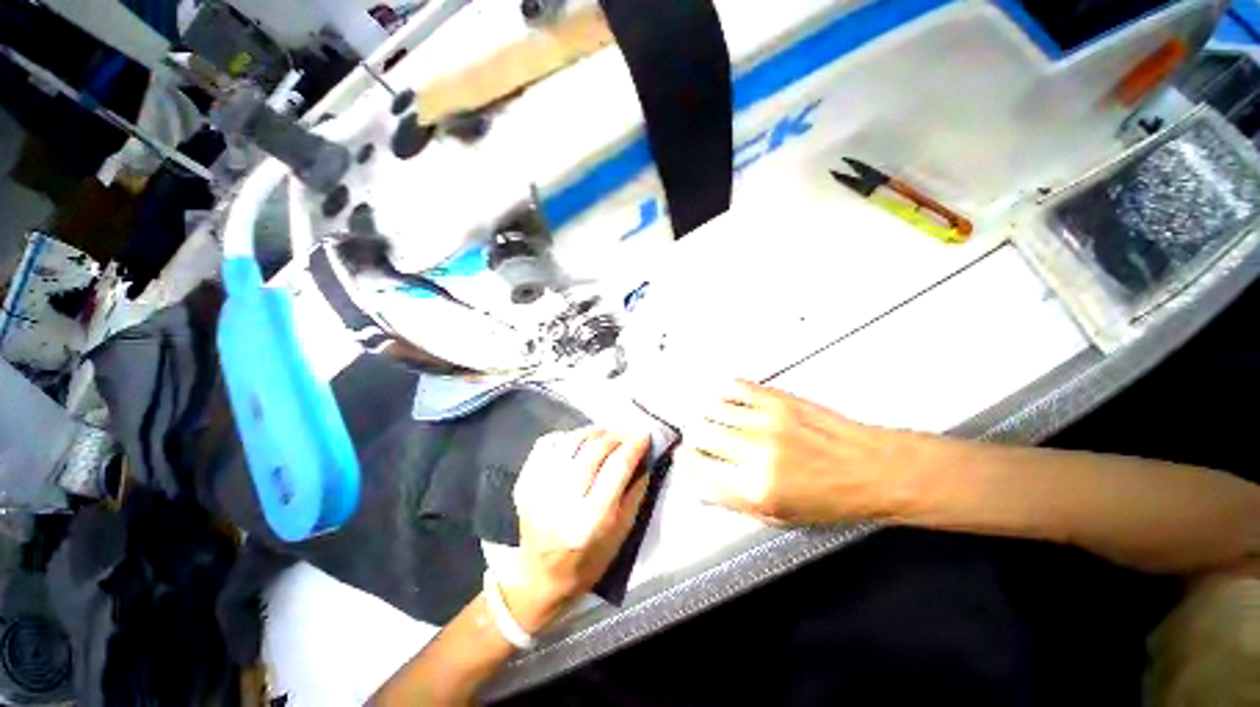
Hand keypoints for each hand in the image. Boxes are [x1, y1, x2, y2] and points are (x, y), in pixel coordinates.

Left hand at [503, 429, 650, 632]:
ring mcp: (538, 491)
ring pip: (570, 442)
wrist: (542, 577)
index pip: (616, 467)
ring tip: (606, 433)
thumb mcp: (622, 533)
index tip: (644, 434)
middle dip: (615, 435)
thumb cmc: (589, 560)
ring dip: (593, 431)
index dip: (633, 445)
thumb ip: (635, 492)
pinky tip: (578, 441)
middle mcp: (562, 503)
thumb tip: (644, 456)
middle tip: (628, 432)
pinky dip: (566, 436)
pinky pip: (546, 445)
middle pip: (593, 451)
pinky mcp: (524, 484)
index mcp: (590, 521)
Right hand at [674, 380, 916, 525]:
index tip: (686, 457)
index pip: (698, 469)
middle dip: (693, 436)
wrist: (873, 470)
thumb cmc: (832, 498)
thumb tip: (702, 487)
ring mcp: (766, 422)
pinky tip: (724, 399)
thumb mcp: (780, 516)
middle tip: (698, 438)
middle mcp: (756, 454)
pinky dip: (722, 392)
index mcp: (756, 489)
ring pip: (711, 408)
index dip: (686, 462)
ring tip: (709, 416)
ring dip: (704, 413)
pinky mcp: (778, 400)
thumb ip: (734, 501)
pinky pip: (734, 388)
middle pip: (700, 434)